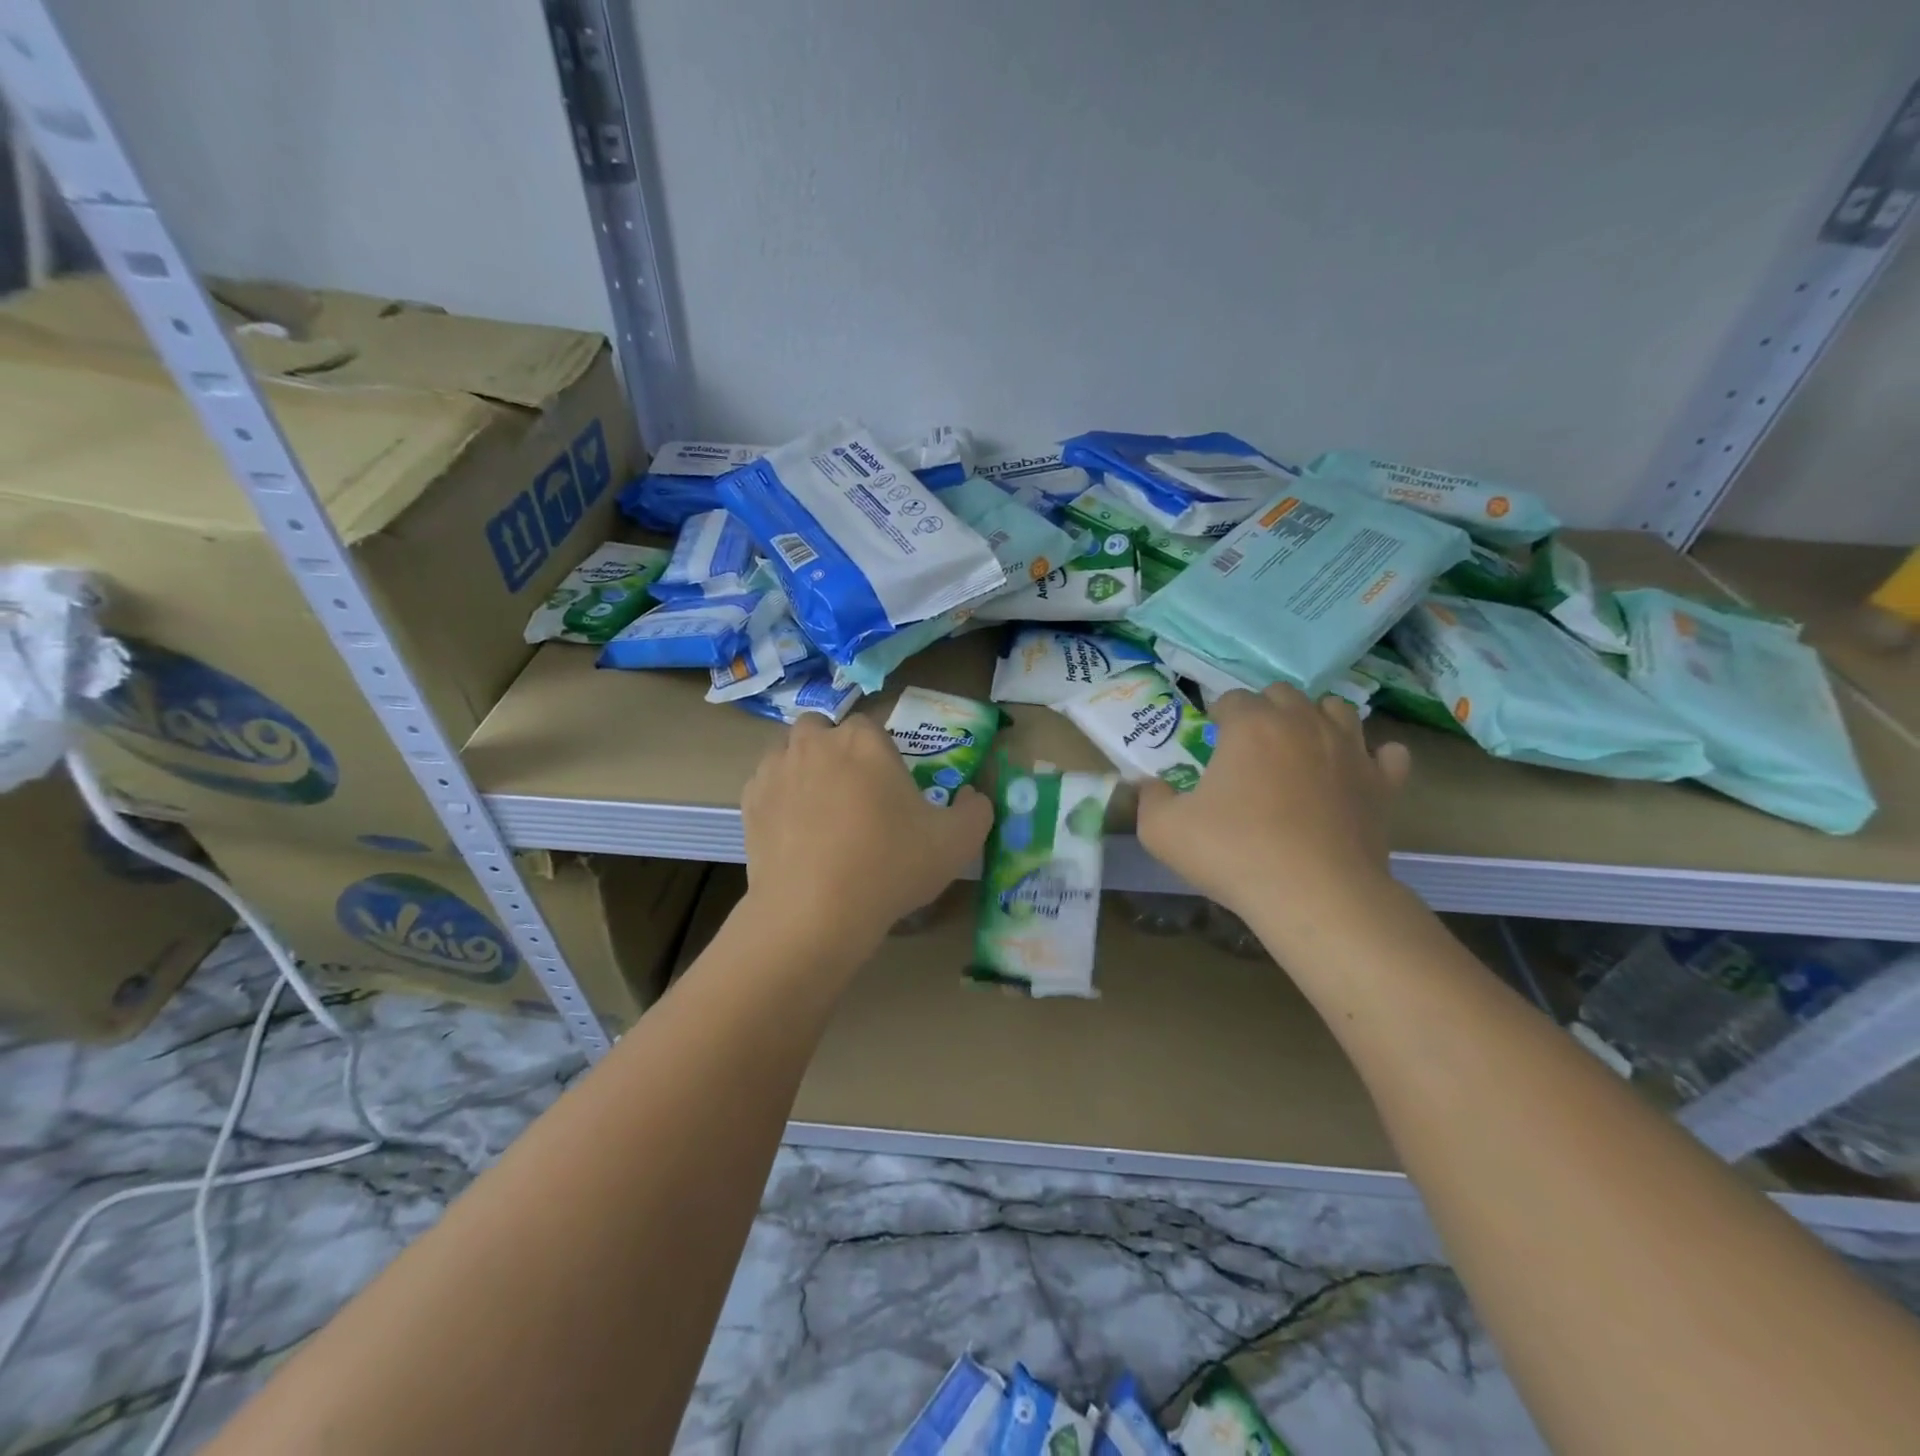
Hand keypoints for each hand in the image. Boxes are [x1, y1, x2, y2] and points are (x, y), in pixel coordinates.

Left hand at [739, 713, 992, 958]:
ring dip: (805, 769)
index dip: (881, 753)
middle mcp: (816, 742)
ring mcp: (776, 770)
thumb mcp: (957, 843)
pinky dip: (779, 798)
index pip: (871, 725)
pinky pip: (767, 785)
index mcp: (864, 740)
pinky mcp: (749, 801)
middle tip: (854, 794)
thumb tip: (974, 796)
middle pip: (824, 730)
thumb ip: (976, 810)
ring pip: (790, 753)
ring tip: (821, 813)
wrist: (814, 911)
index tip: (889, 788)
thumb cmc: (890, 866)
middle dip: (836, 750)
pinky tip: (795, 833)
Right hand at [1136, 686, 1410, 939]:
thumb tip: (1150, 785)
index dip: (1216, 717)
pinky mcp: (1382, 783)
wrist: (1315, 896)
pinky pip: (1386, 753)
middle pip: (1283, 695)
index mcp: (1251, 725)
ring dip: (1315, 721)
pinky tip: (1353, 774)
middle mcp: (1303, 723)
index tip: (1209, 742)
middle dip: (1264, 711)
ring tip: (1300, 751)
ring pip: (1336, 710)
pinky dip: (1371, 757)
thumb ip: (1150, 799)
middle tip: (1248, 748)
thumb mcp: (1162, 831)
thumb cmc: (1234, 854)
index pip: (1231, 699)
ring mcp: (1350, 750)